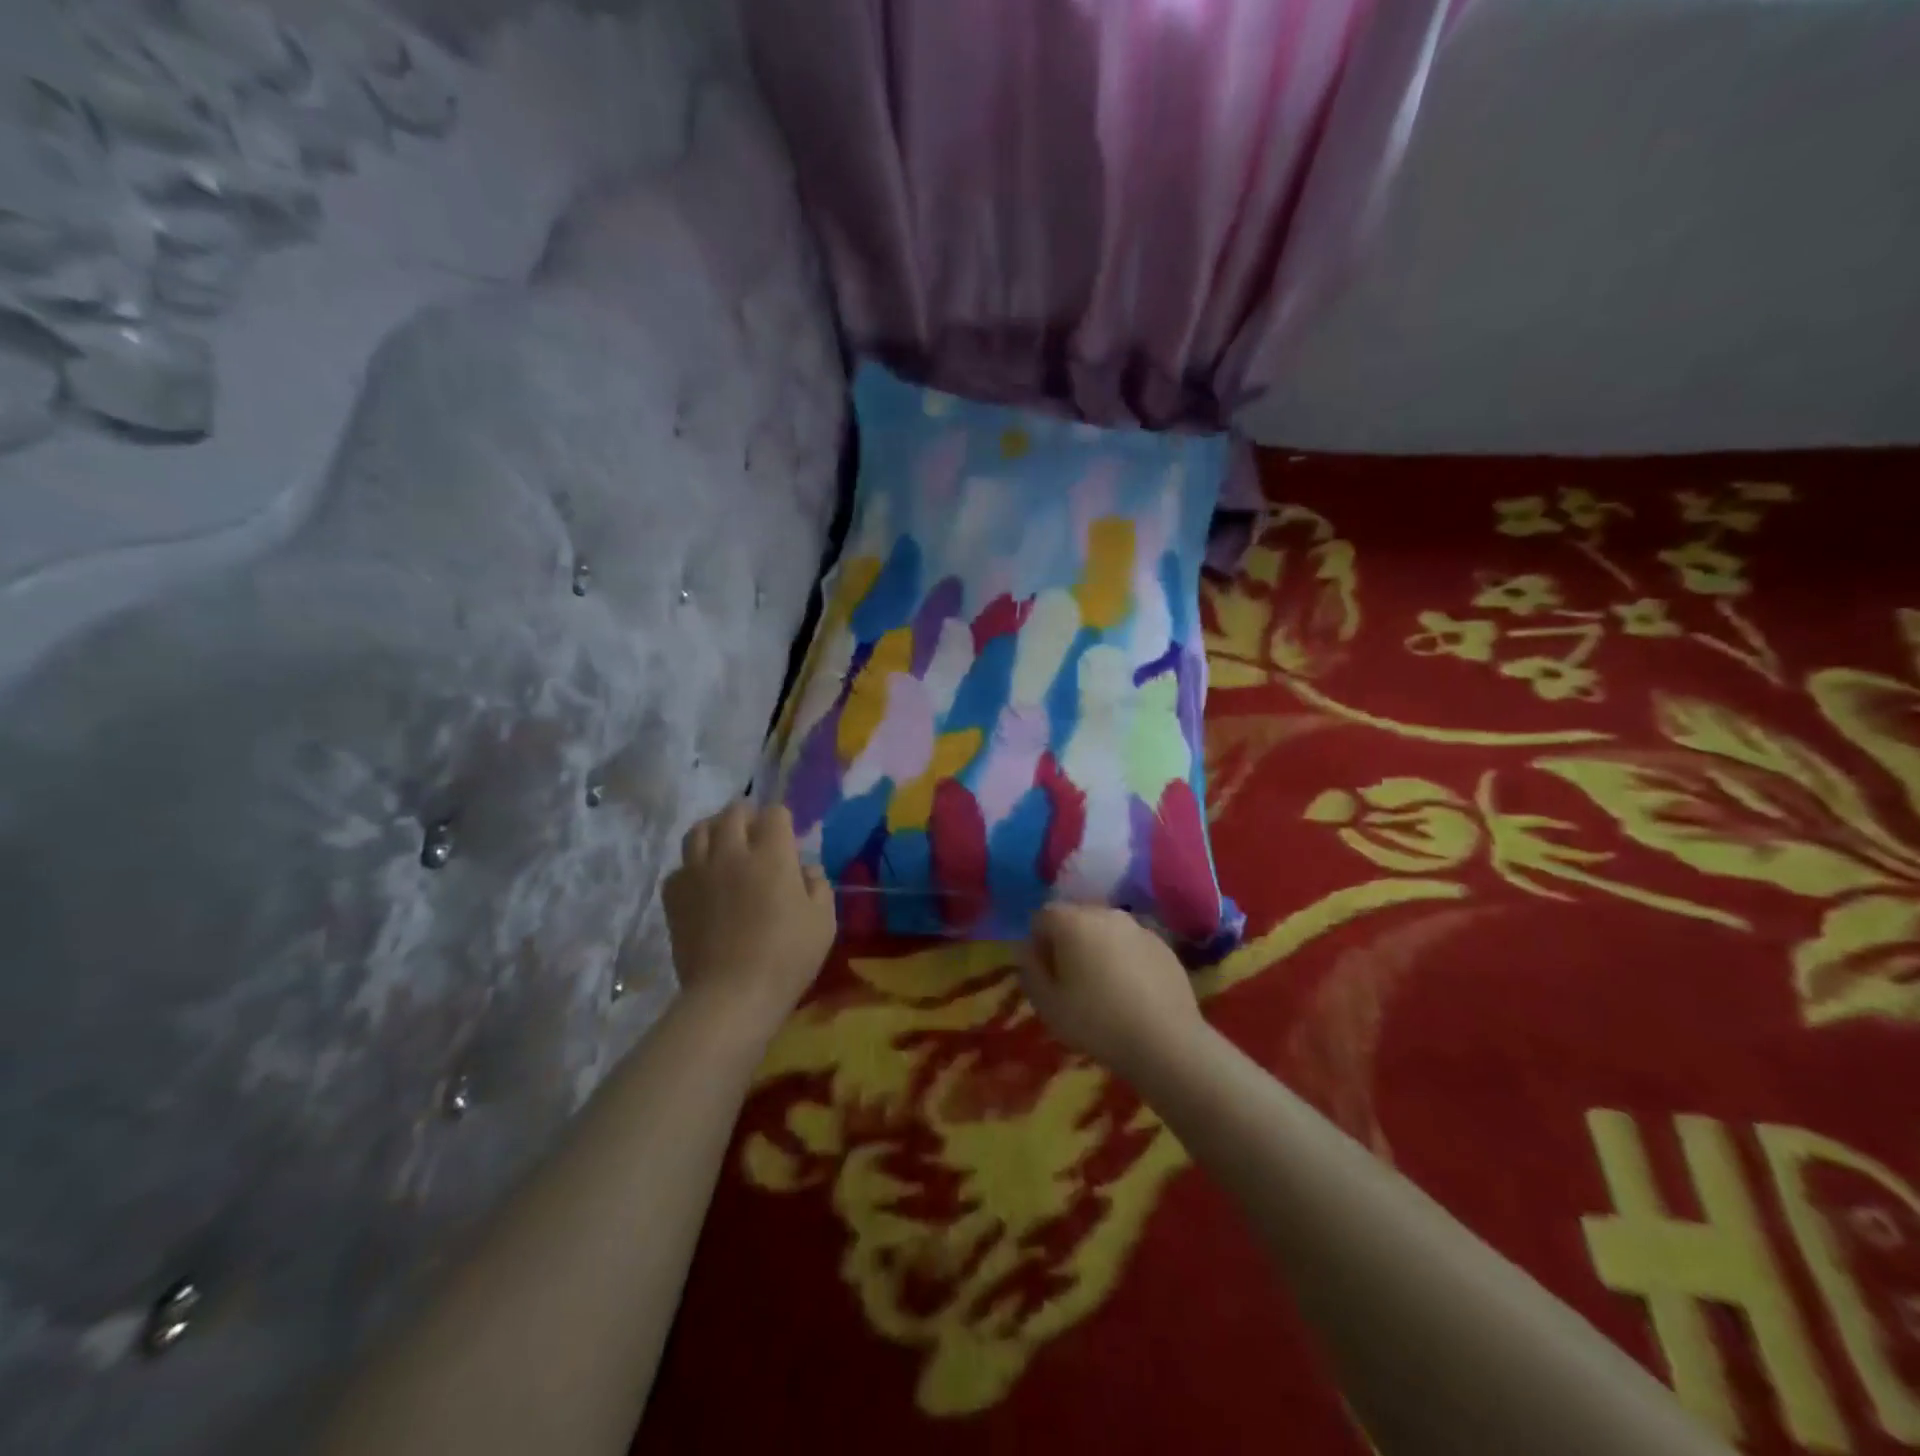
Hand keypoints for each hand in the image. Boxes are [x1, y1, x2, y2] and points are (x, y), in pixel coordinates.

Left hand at [662, 802, 835, 1035]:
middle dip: (748, 816)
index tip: (788, 840)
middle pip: (733, 812)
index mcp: (772, 855)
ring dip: (715, 830)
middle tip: (757, 835)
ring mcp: (698, 872)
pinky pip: (679, 866)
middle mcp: (731, 853)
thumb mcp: (823, 922)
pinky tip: (703, 883)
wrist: (731, 995)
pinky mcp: (674, 896)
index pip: (775, 813)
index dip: (783, 821)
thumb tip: (806, 870)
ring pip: (699, 830)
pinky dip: (692, 867)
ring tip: (725, 845)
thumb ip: (819, 887)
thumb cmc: (787, 957)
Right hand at [1018, 904, 1205, 1081]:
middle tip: (1071, 983)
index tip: (1045, 976)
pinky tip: (1131, 993)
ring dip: (1097, 949)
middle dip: (1067, 943)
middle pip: (1075, 919)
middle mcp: (1105, 913)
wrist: (1165, 1042)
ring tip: (1103, 989)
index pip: (1041, 918)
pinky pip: (1131, 945)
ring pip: (1105, 931)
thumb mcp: (1047, 1005)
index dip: (1037, 945)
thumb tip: (1027, 951)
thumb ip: (1030, 971)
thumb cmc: (1096, 1022)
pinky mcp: (1163, 945)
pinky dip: (1125, 959)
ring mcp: (1138, 926)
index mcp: (1072, 921)